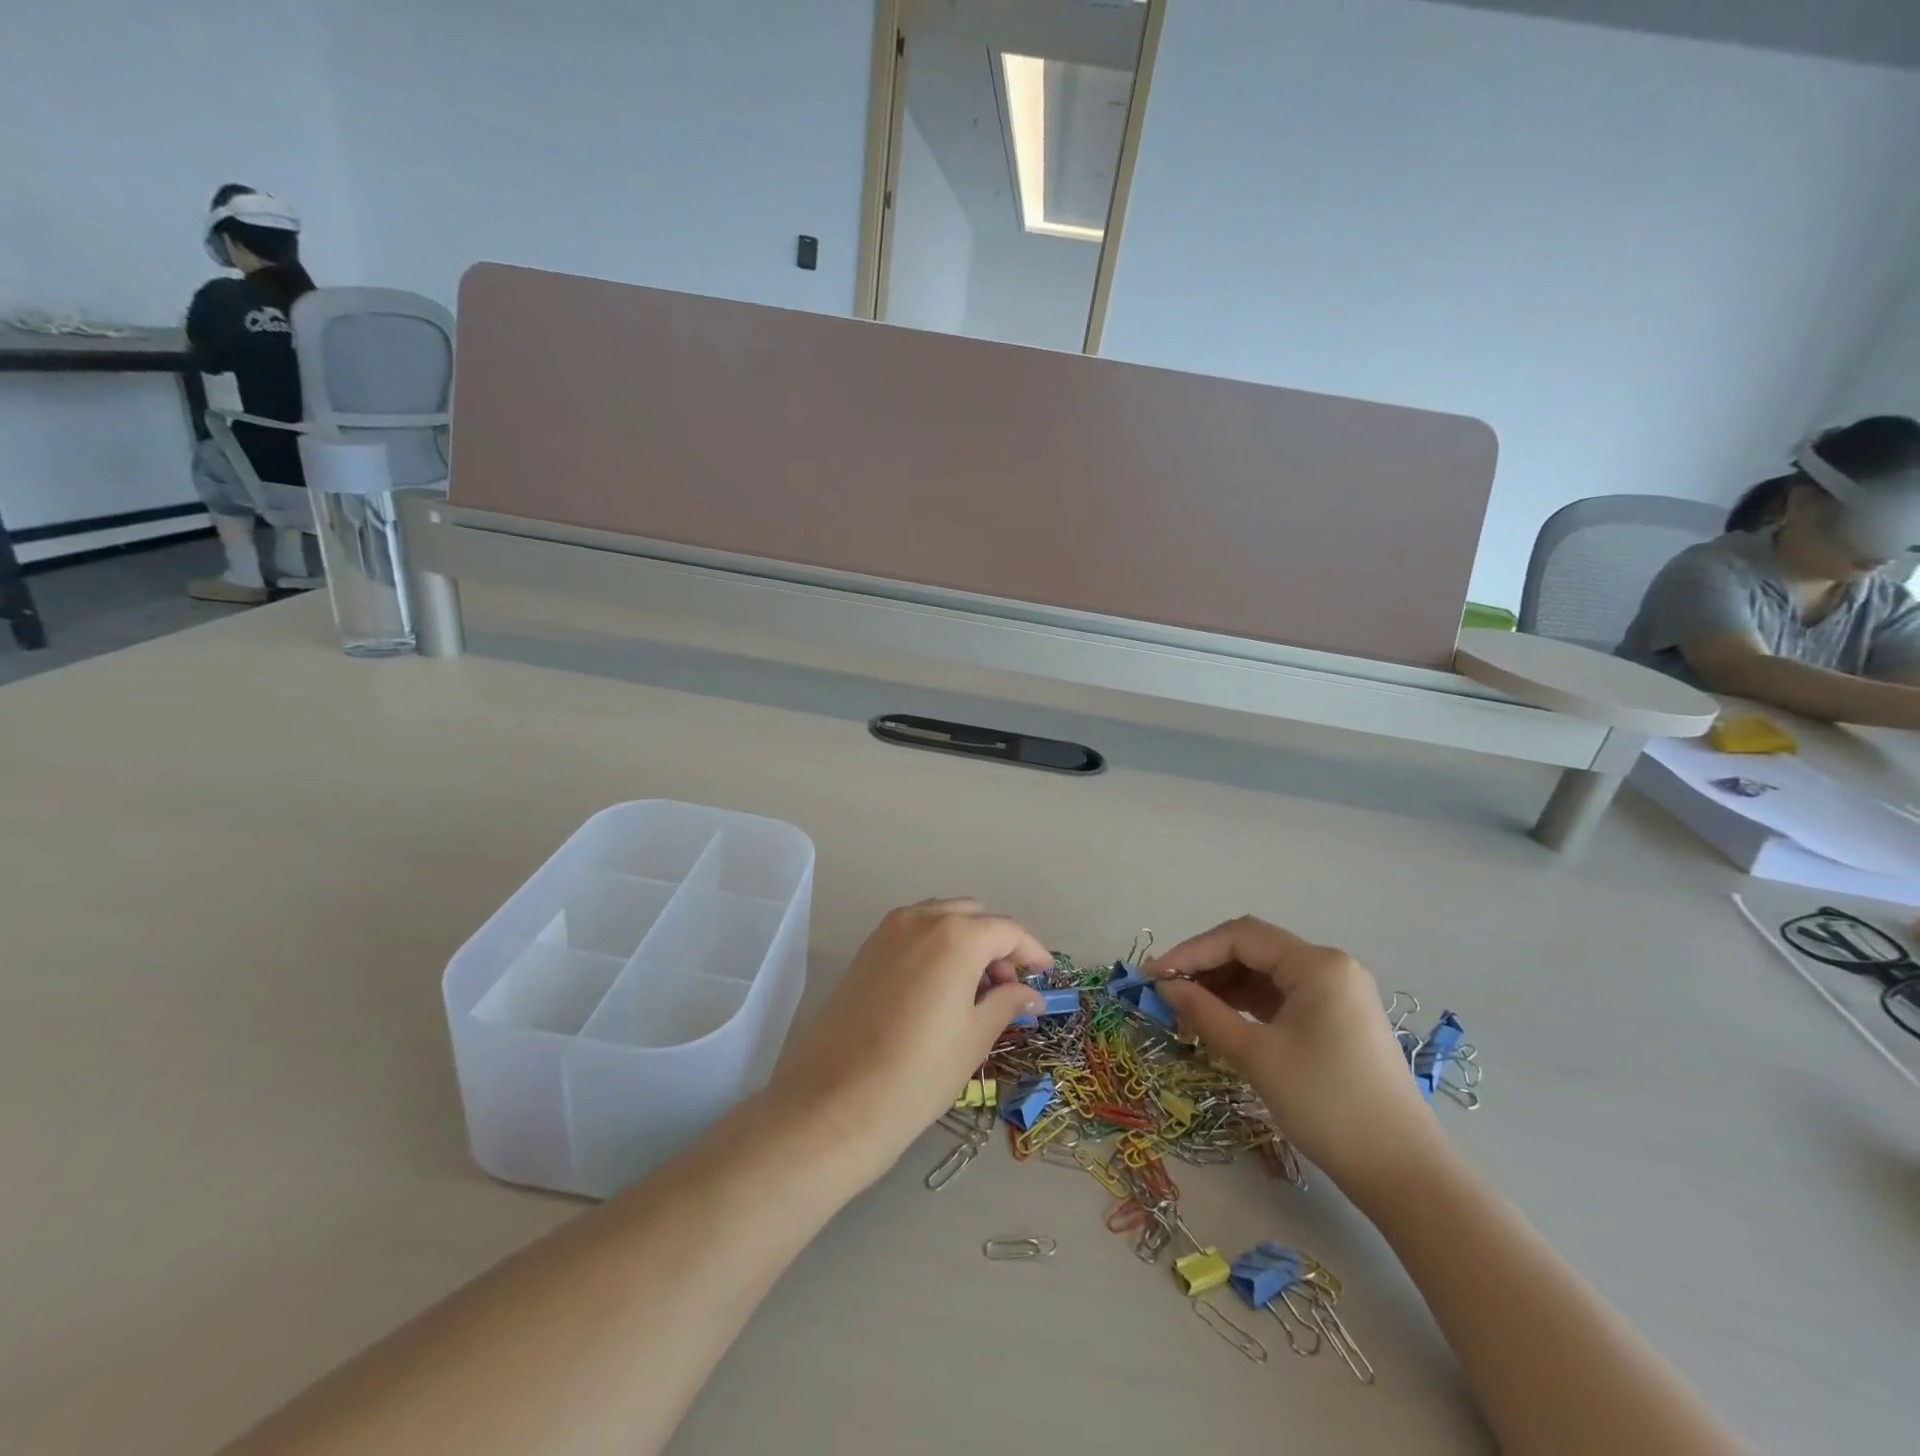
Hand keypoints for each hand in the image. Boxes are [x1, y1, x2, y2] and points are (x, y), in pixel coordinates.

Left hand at [769, 899, 1049, 1183]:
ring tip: (974, 990)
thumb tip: (1030, 993)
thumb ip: (1007, 1003)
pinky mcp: (866, 949)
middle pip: (974, 916)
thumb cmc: (918, 1074)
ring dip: (966, 941)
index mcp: (956, 935)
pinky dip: (936, 945)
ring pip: (941, 918)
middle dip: (997, 944)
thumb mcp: (974, 1038)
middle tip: (1007, 989)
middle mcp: (921, 918)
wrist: (835, 1102)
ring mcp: (888, 930)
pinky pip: (914, 931)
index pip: (1007, 930)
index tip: (1046, 978)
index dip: (1032, 952)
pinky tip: (940, 987)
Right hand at [1151, 917, 1442, 1201]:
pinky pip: (1282, 996)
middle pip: (1253, 949)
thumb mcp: (1257, 1056)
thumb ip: (1205, 1013)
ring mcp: (1336, 993)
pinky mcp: (1337, 1019)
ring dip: (1224, 984)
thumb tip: (1164, 987)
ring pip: (1265, 973)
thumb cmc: (1327, 1104)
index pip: (1240, 937)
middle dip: (1206, 966)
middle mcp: (1329, 967)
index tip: (1153, 976)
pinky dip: (1247, 1002)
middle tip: (1165, 990)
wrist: (1403, 1173)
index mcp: (1316, 965)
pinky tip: (1220, 1017)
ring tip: (1185, 1006)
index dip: (1191, 951)